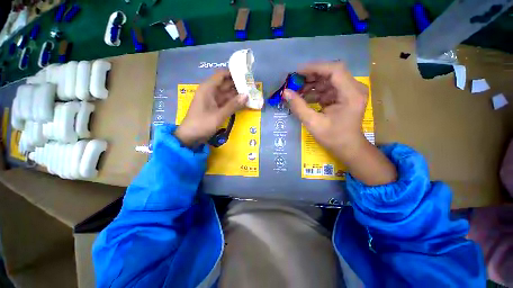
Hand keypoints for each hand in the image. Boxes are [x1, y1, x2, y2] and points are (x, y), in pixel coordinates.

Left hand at [175, 70, 246, 146]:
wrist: (190, 136)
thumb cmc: (202, 124)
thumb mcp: (219, 115)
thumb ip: (233, 105)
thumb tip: (246, 95)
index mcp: (208, 88)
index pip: (222, 75)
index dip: (233, 73)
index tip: (246, 75)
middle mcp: (210, 91)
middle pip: (225, 84)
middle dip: (238, 84)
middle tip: (252, 86)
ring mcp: (213, 100)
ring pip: (227, 93)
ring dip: (237, 94)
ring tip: (250, 93)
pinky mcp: (215, 108)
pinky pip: (226, 102)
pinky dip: (233, 102)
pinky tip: (243, 103)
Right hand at [284, 62, 367, 151]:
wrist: (348, 148)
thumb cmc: (333, 138)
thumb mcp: (313, 123)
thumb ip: (299, 107)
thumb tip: (285, 92)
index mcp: (351, 94)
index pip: (334, 70)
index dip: (315, 68)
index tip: (297, 72)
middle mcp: (354, 88)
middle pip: (331, 73)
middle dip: (311, 76)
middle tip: (294, 83)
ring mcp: (350, 92)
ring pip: (329, 80)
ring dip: (312, 85)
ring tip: (297, 92)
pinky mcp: (345, 96)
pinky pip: (329, 88)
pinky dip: (316, 92)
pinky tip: (305, 98)